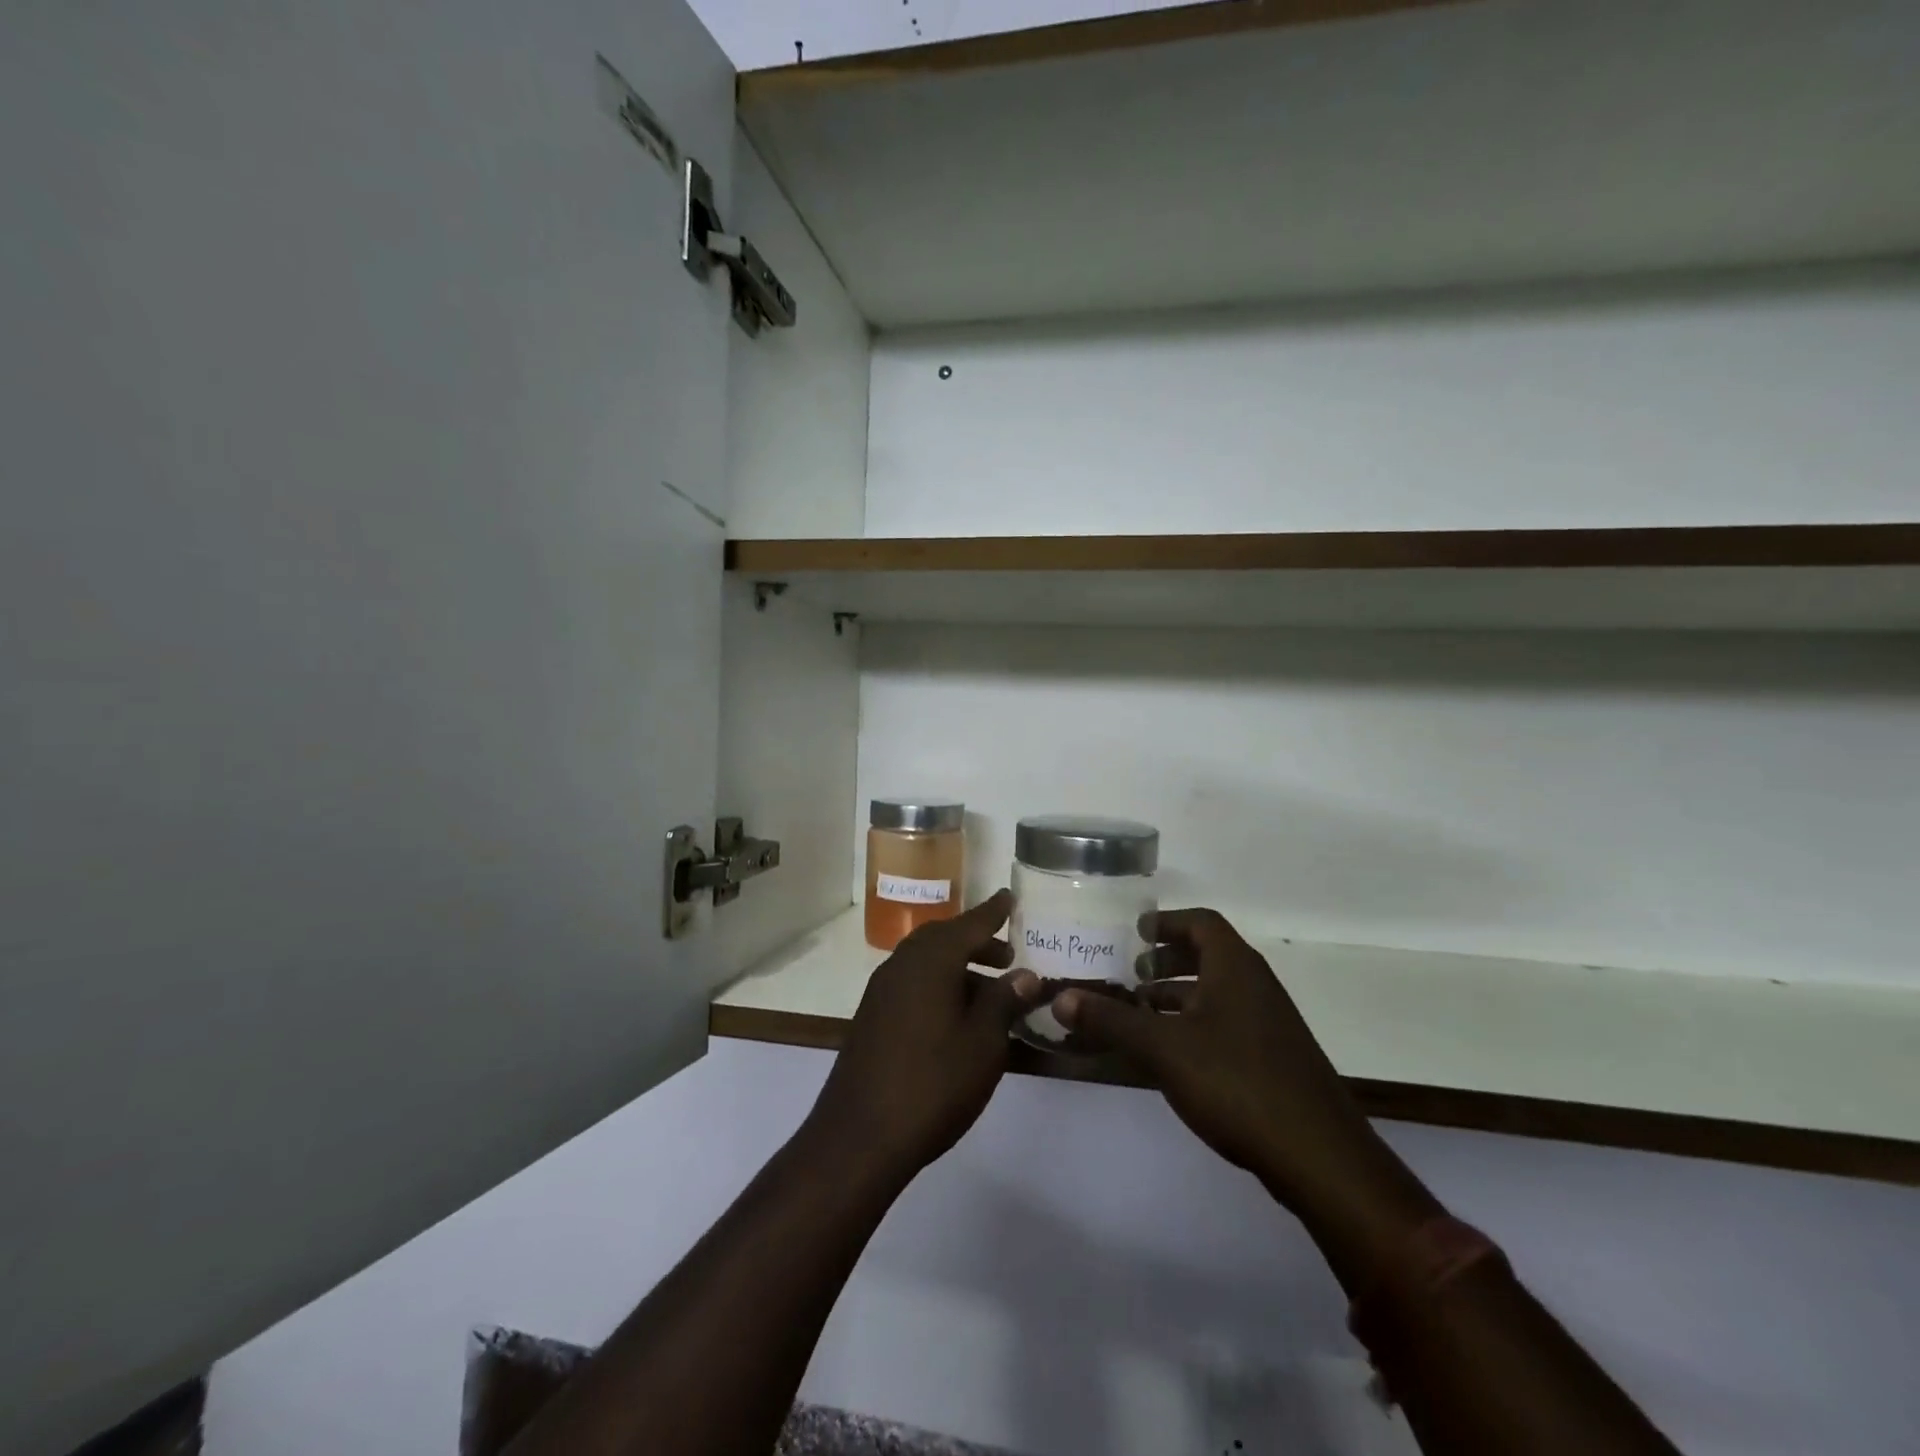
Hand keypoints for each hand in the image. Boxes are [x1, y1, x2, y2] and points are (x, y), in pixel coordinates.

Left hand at [805, 890, 1041, 1182]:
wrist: (859, 1137)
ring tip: (989, 991)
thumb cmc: (932, 1083)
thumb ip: (1003, 1001)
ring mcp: (881, 991)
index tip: (1011, 897)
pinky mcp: (872, 1017)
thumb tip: (1024, 974)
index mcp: (931, 961)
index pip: (970, 924)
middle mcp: (902, 965)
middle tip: (1007, 955)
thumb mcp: (983, 1043)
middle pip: (944, 939)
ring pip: (926, 962)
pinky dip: (938, 985)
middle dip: (977, 942)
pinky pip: (912, 984)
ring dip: (958, 967)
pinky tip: (956, 1017)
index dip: (994, 912)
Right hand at [1054, 910, 1438, 1252]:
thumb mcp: (1163, 1048)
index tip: (1134, 933)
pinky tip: (1170, 1055)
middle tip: (1130, 975)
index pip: (1201, 922)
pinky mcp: (1273, 1058)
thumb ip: (1111, 1020)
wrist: (1319, 1156)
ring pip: (1216, 993)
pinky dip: (1194, 1024)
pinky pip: (1226, 1023)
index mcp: (1234, 967)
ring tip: (1139, 1014)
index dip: (1166, 922)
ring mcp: (1268, 1023)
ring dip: (1178, 996)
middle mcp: (1255, 985)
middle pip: (1208, 955)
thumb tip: (1059, 998)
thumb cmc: (1237, 1082)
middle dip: (1166, 961)